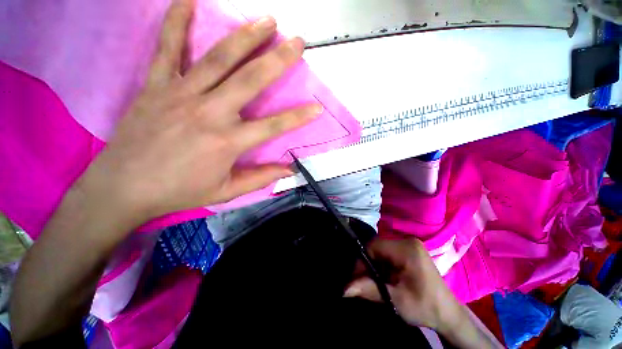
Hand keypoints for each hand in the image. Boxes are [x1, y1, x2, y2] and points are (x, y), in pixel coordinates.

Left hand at [79, 0, 320, 226]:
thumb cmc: (179, 191)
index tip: (317, 107)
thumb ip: (260, 178)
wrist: (124, 187)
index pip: (274, 126)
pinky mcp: (156, 86)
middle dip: (278, 59)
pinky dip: (177, 21)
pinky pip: (168, 48)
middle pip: (250, 79)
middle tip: (297, 42)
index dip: (298, 117)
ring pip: (218, 58)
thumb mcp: (226, 191)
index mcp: (227, 142)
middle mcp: (208, 112)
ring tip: (267, 20)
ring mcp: (180, 94)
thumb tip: (289, 170)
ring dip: (245, 36)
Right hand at [344, 237, 463, 330]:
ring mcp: (409, 246)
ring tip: (376, 283)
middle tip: (364, 283)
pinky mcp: (410, 252)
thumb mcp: (396, 300)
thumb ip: (369, 290)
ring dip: (375, 266)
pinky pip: (388, 254)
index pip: (374, 246)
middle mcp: (407, 242)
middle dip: (368, 265)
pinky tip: (385, 279)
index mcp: (407, 249)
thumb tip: (345, 289)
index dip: (362, 260)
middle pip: (377, 248)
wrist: (448, 315)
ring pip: (381, 252)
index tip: (356, 278)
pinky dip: (383, 266)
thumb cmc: (425, 307)